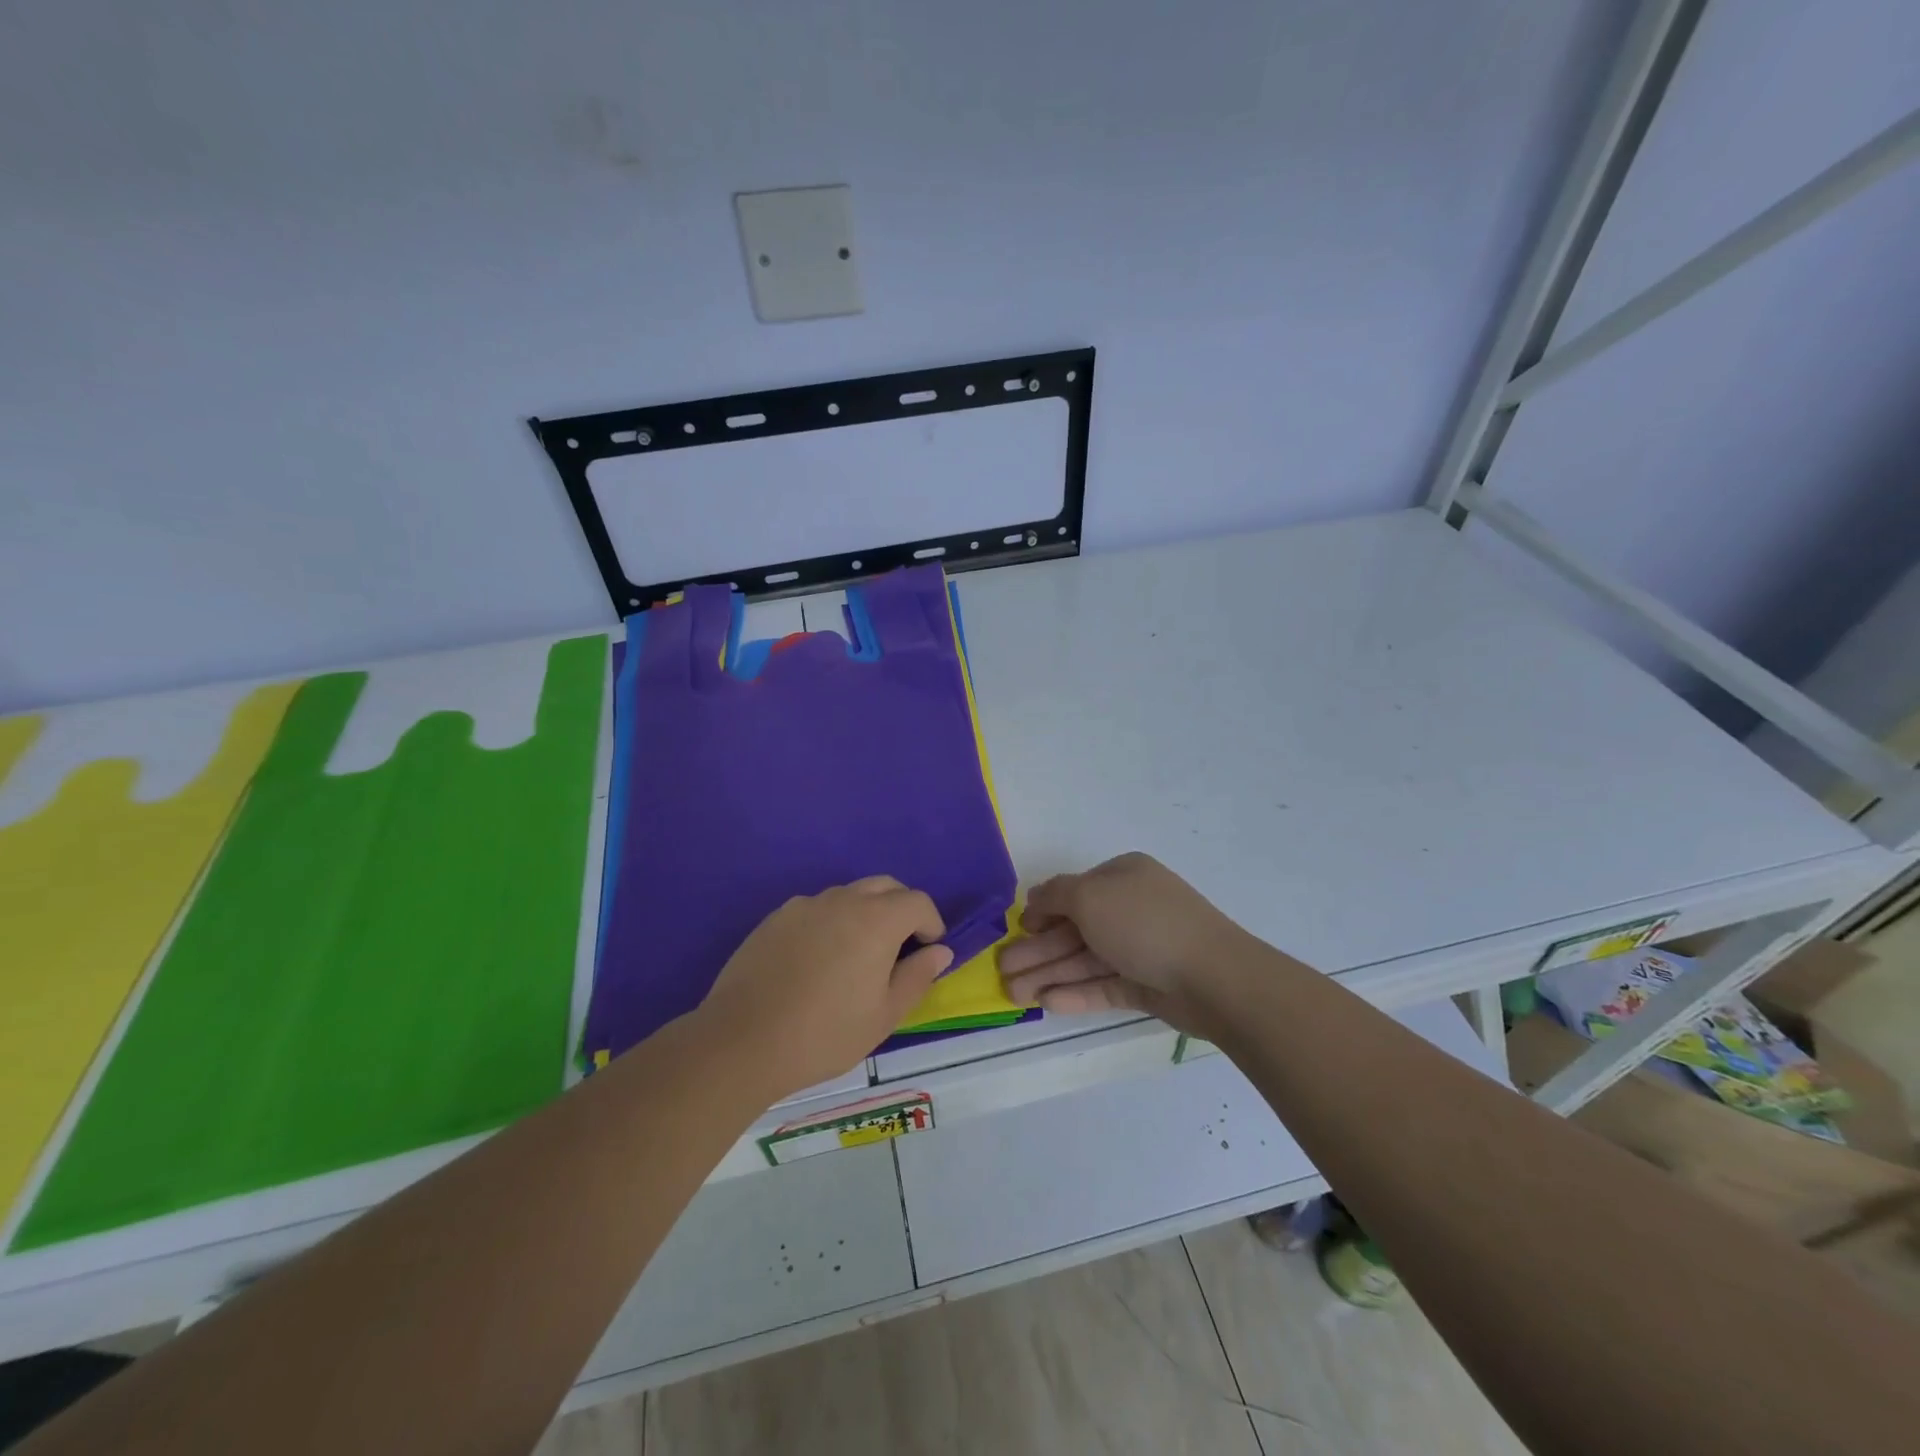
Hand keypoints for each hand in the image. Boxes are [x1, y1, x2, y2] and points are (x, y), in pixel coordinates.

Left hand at [697, 877, 953, 1100]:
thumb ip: (917, 976)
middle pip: (885, 886)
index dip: (931, 923)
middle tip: (900, 948)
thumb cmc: (825, 1033)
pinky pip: (816, 908)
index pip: (918, 901)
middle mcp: (843, 900)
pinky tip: (818, 960)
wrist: (742, 1040)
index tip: (928, 951)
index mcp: (876, 920)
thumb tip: (940, 951)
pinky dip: (831, 922)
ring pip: (849, 894)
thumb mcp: (884, 1015)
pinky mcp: (776, 917)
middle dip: (902, 909)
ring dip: (866, 913)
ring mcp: (805, 905)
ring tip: (857, 956)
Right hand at [997, 853, 1253, 1032]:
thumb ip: (1056, 895)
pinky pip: (1104, 985)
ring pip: (1085, 960)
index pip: (1073, 891)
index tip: (1016, 931)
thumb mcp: (1090, 896)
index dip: (1042, 911)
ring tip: (1013, 995)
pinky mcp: (1147, 985)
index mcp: (1122, 877)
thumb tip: (1035, 898)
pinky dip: (1076, 993)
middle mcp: (1130, 908)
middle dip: (1037, 951)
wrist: (1213, 976)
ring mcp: (1140, 948)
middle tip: (1001, 972)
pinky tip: (1047, 1004)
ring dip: (1048, 975)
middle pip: (1074, 930)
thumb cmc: (1144, 923)